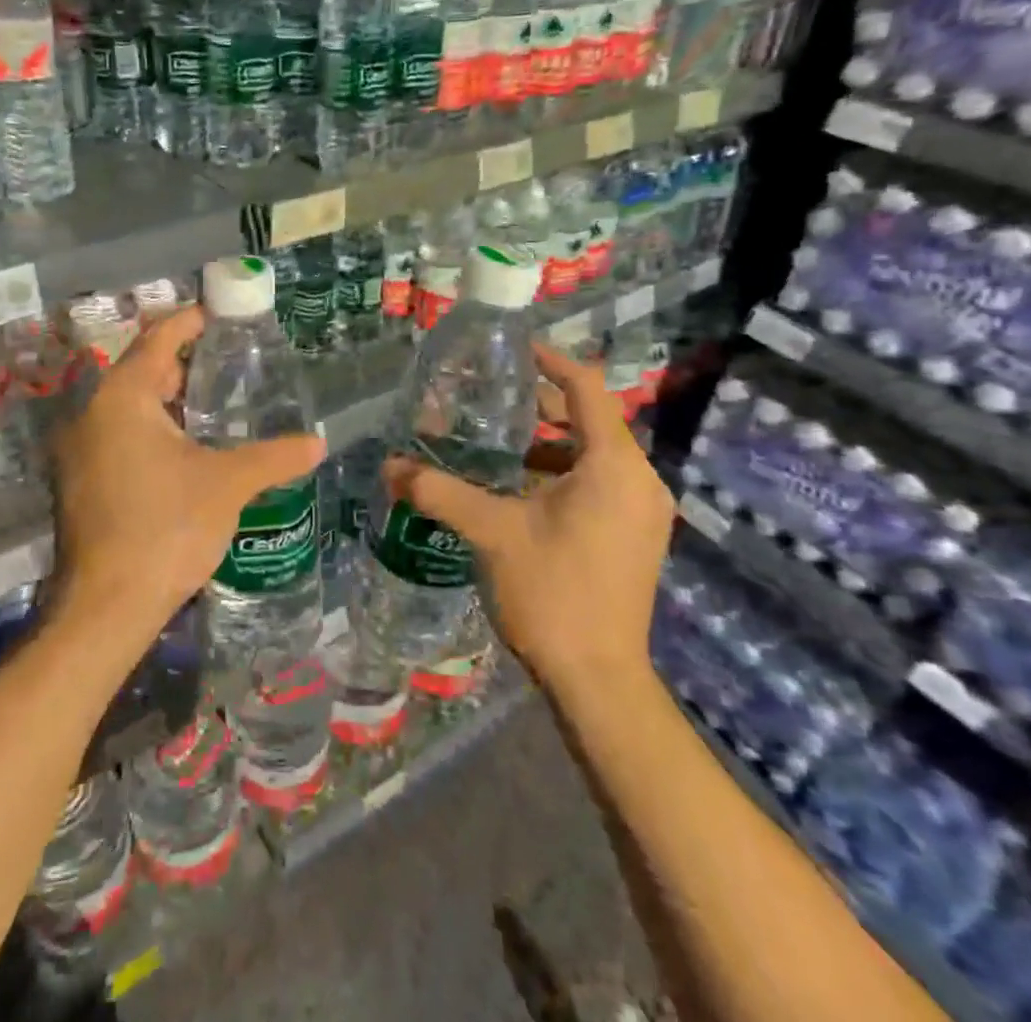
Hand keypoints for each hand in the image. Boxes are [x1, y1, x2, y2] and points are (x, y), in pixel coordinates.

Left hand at [49, 304, 324, 645]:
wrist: (106, 607)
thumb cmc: (166, 529)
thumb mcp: (227, 485)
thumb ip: (274, 456)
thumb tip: (318, 443)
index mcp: (122, 397)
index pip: (159, 339)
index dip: (191, 322)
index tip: (221, 314)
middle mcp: (92, 412)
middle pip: (142, 369)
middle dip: (185, 362)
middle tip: (230, 359)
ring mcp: (79, 448)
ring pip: (129, 405)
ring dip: (169, 398)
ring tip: (217, 400)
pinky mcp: (80, 479)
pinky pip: (119, 433)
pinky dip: (153, 427)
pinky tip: (187, 446)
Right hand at [383, 344, 673, 687]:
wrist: (599, 682)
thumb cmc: (553, 593)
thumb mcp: (491, 532)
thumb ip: (439, 490)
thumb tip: (388, 465)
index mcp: (615, 466)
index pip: (586, 388)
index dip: (549, 361)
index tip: (511, 349)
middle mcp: (639, 481)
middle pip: (590, 420)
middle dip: (539, 406)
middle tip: (487, 399)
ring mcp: (642, 512)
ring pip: (593, 455)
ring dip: (548, 443)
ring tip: (495, 443)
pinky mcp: (633, 537)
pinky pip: (598, 483)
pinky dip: (561, 473)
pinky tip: (517, 488)